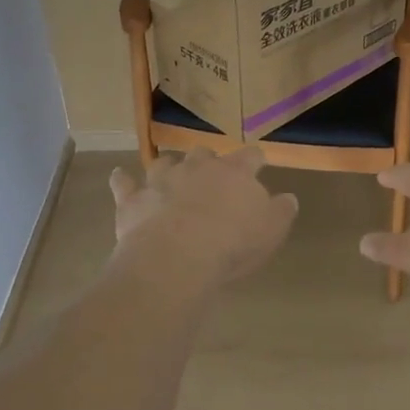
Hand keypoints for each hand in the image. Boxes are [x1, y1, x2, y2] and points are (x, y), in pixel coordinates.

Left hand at [109, 146, 297, 288]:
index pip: (250, 156)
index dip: (254, 159)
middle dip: (208, 161)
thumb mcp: (271, 230)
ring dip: (169, 167)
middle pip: (204, 153)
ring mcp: (161, 180)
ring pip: (164, 162)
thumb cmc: (232, 243)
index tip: (257, 163)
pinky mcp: (133, 199)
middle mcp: (197, 168)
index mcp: (235, 173)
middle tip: (211, 176)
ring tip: (170, 175)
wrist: (177, 256)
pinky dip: (123, 180)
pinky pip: (124, 182)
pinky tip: (121, 178)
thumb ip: (281, 211)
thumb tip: (288, 198)